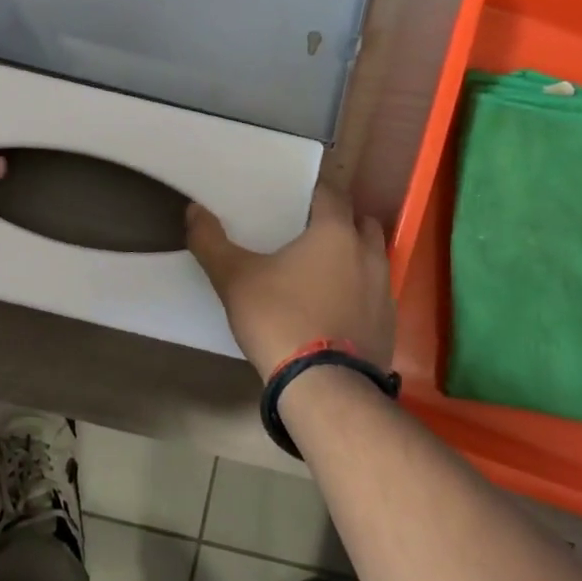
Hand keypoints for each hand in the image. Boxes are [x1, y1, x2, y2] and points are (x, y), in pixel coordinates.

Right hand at [186, 184, 395, 380]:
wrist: (324, 387)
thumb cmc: (279, 318)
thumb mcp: (233, 278)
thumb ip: (210, 241)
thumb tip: (193, 210)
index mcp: (334, 233)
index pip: (332, 195)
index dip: (315, 193)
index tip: (295, 199)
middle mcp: (367, 254)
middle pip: (362, 223)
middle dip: (342, 221)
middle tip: (311, 230)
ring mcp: (383, 291)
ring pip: (374, 258)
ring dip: (355, 256)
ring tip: (325, 269)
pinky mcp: (388, 325)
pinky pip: (376, 295)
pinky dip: (361, 292)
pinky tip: (337, 308)